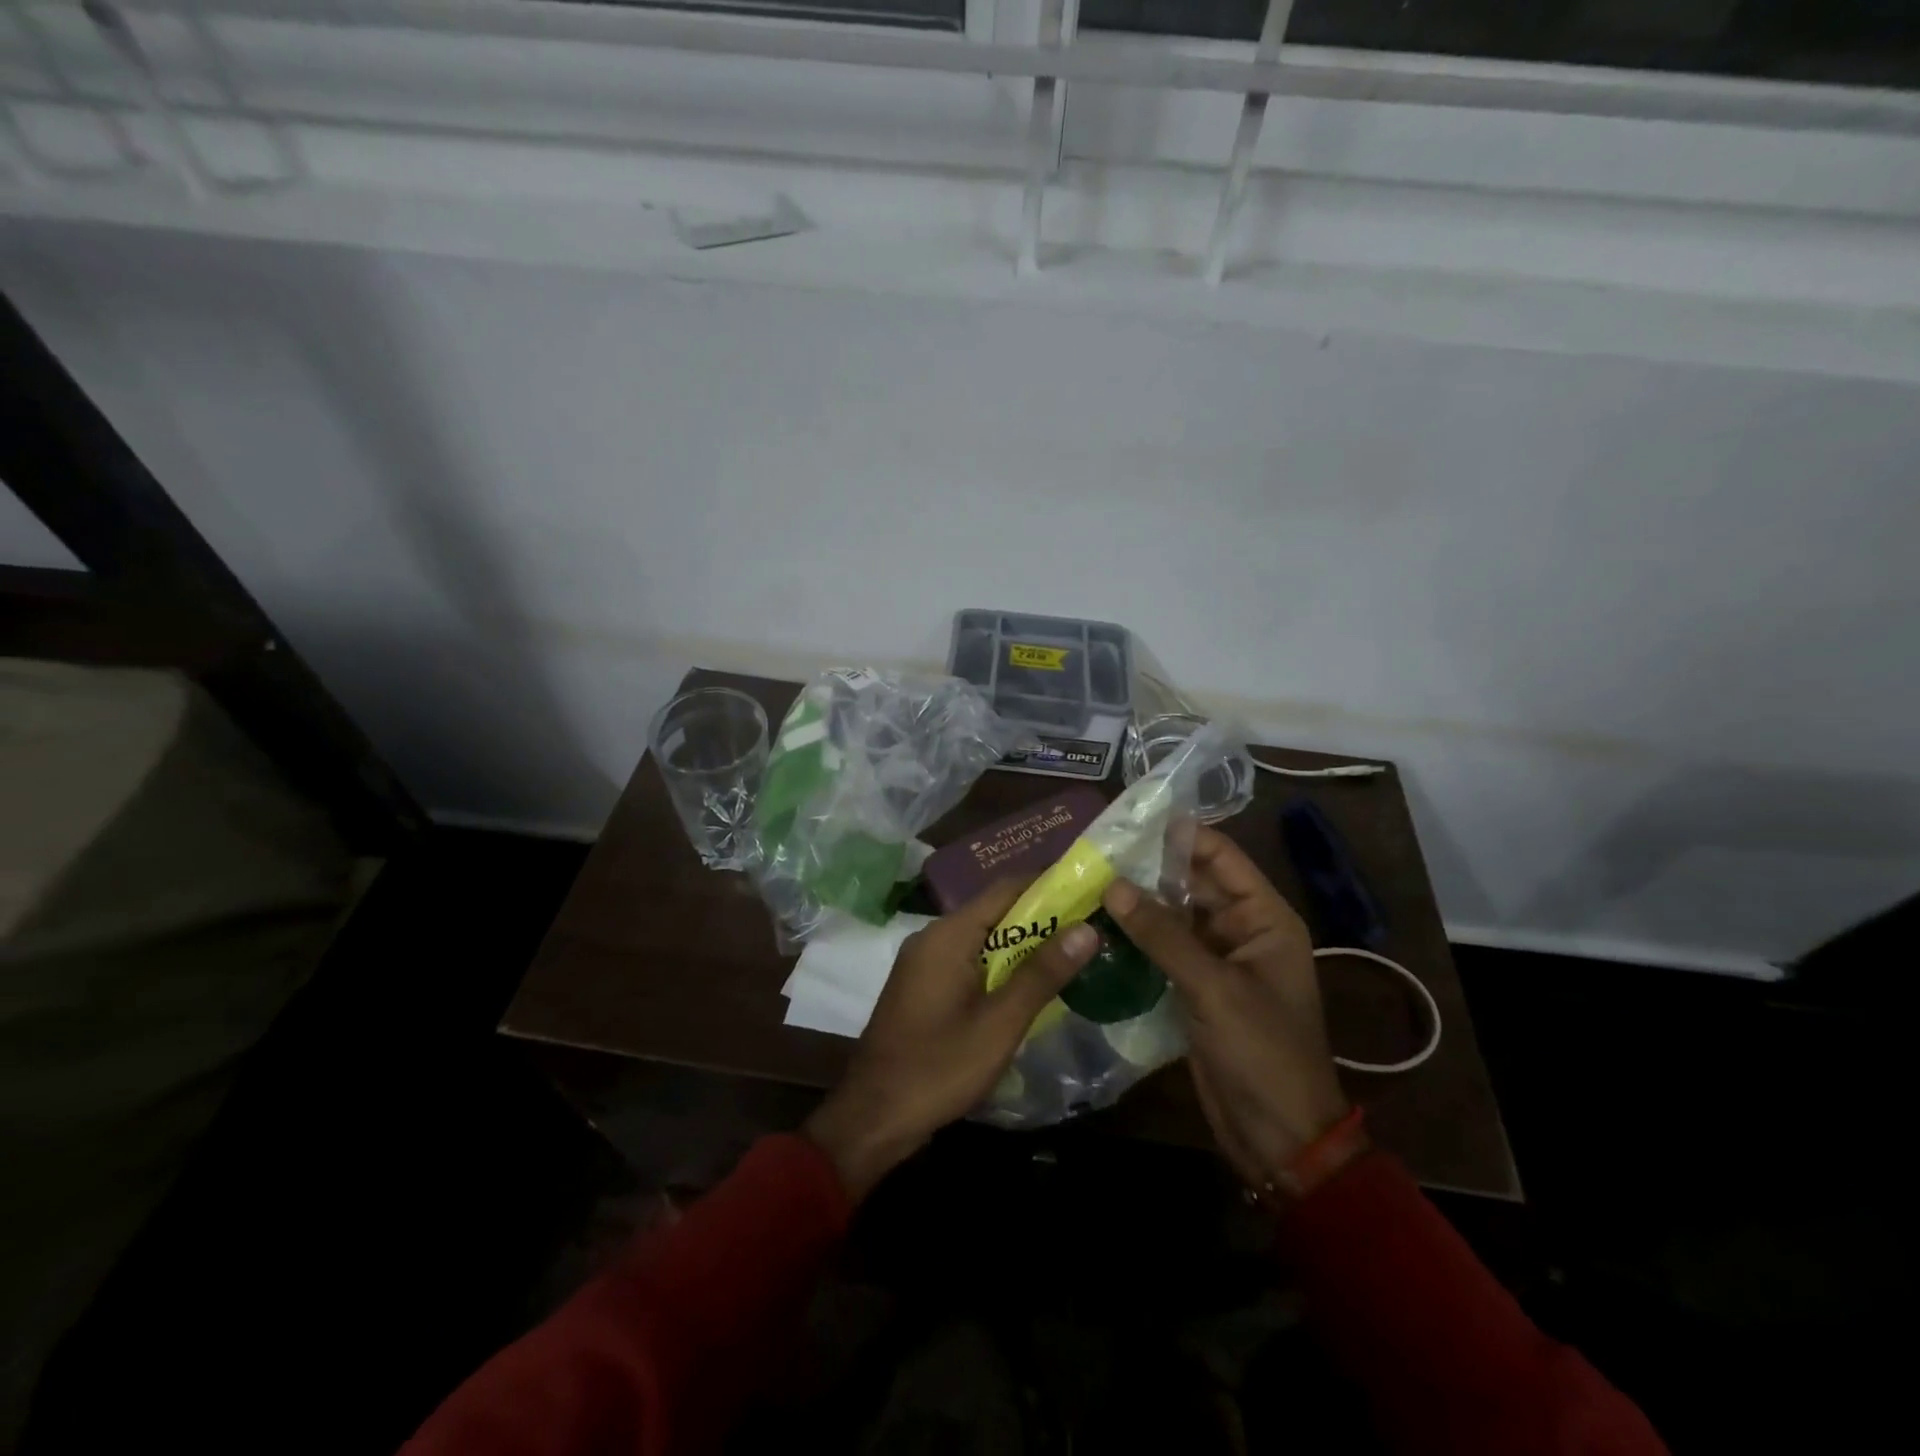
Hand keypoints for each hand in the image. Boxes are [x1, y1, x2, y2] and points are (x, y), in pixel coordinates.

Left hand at [803, 880, 1096, 1200]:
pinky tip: (1029, 984)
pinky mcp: (923, 986)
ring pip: (982, 938)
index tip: (1090, 889)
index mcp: (948, 935)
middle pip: (994, 911)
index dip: (1049, 884)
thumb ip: (1042, 974)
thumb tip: (1087, 929)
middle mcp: (933, 937)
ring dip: (1023, 943)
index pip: (1006, 888)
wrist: (873, 1117)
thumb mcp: (1000, 1023)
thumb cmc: (938, 1067)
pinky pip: (969, 960)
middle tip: (1091, 925)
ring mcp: (924, 962)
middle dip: (1042, 916)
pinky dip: (1000, 964)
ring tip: (1072, 951)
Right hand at [1100, 828, 1353, 1190]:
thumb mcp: (1214, 988)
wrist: (1278, 1135)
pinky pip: (1162, 949)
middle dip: (1146, 869)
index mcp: (1264, 918)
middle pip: (1191, 884)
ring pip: (1172, 917)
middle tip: (1092, 853)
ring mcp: (1215, 960)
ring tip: (1085, 882)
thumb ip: (1163, 935)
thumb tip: (1113, 885)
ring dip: (1136, 904)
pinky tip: (1095, 928)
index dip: (1179, 835)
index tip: (1129, 822)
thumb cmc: (1261, 1053)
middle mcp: (1240, 929)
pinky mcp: (1194, 987)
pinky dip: (1134, 939)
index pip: (1221, 857)